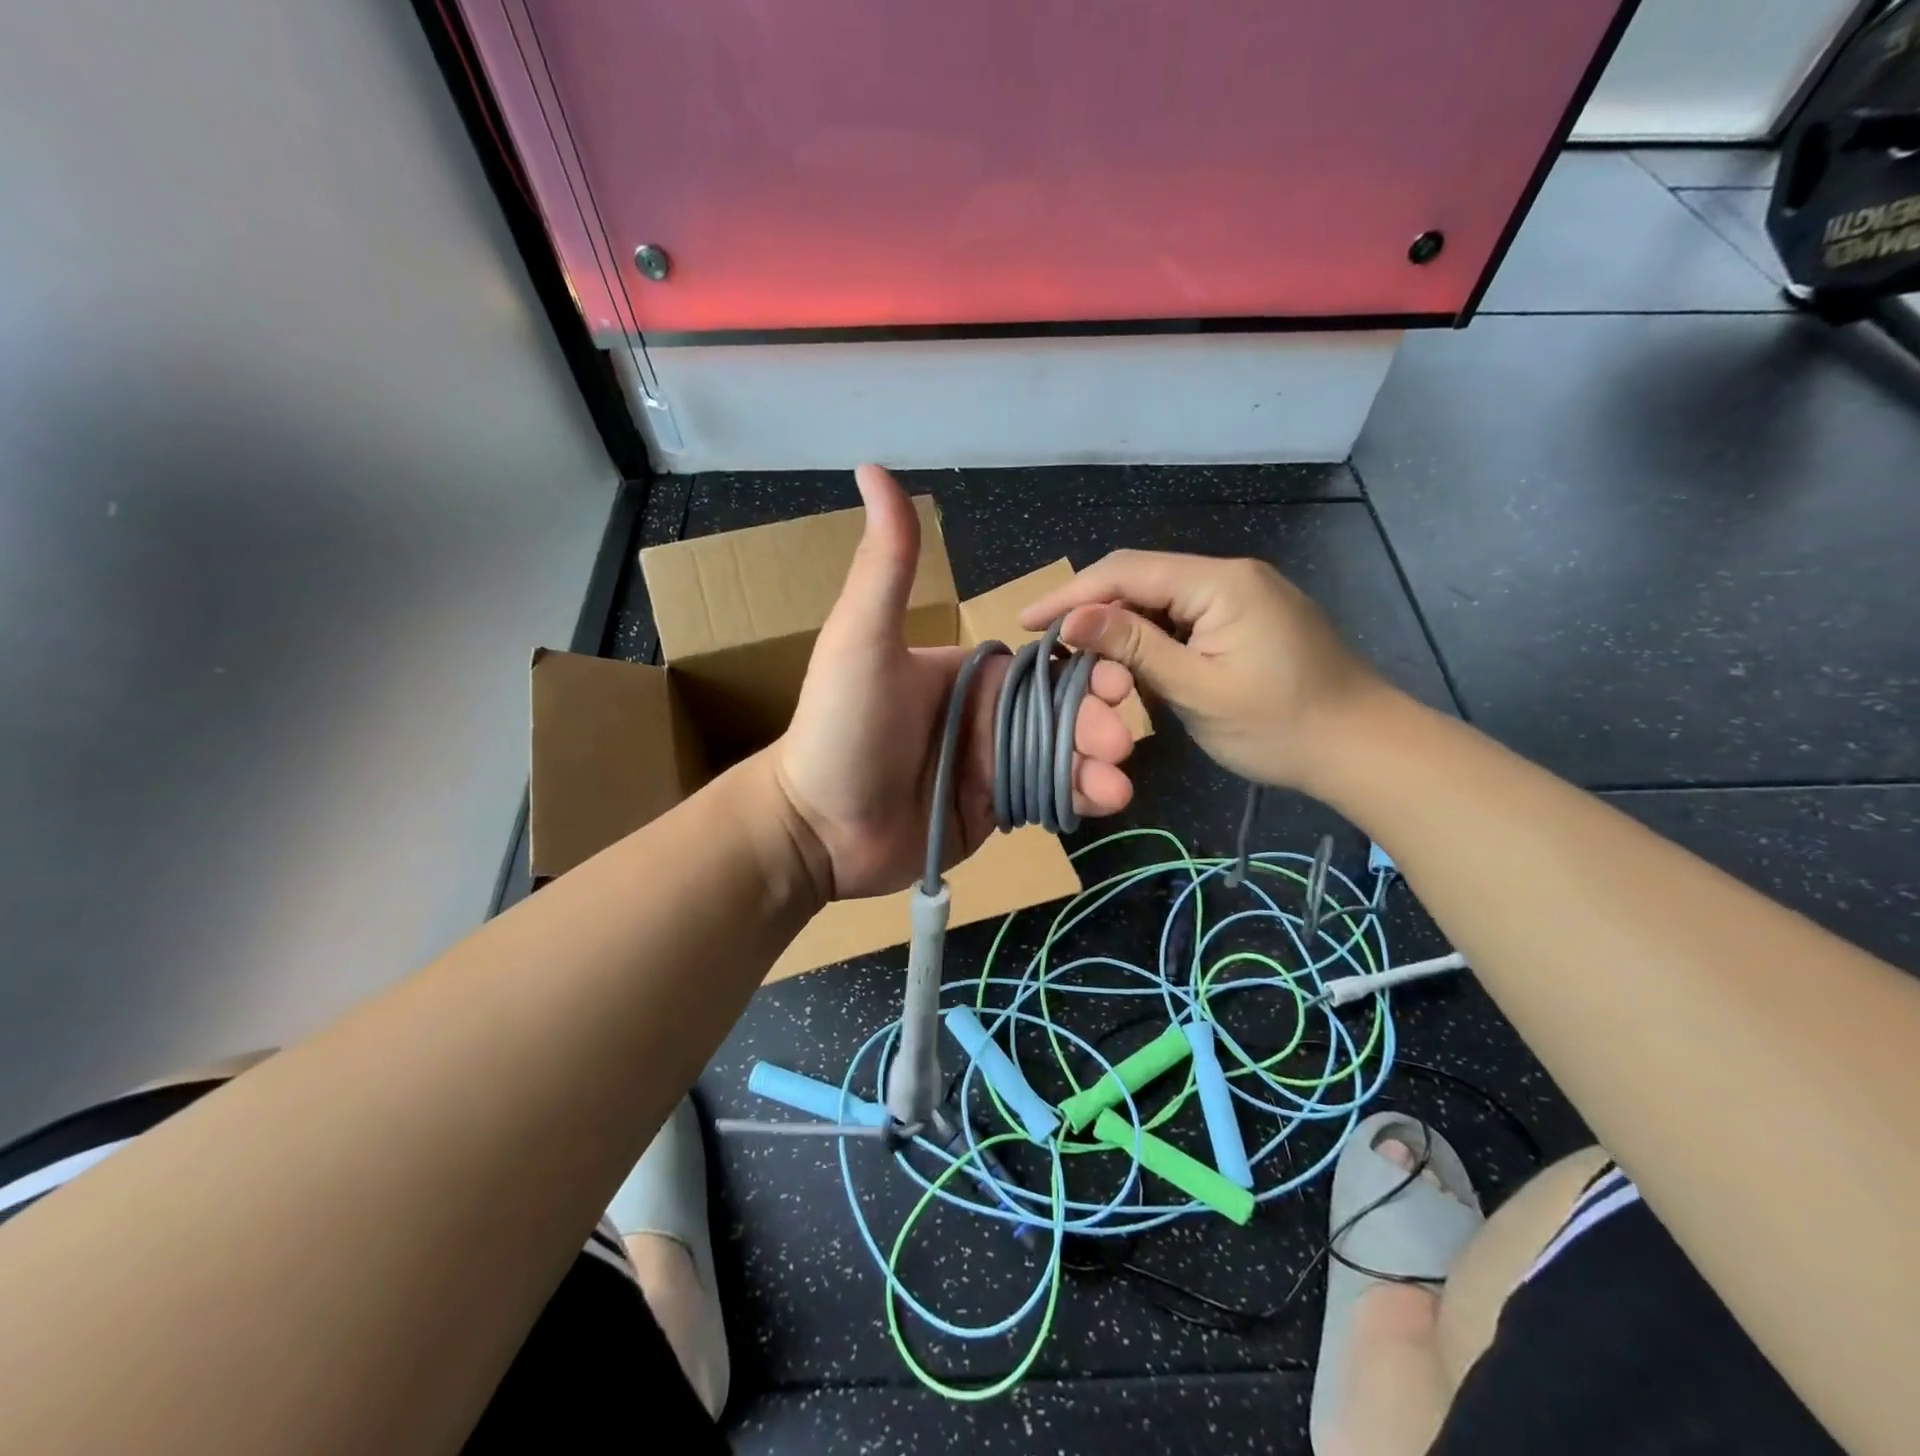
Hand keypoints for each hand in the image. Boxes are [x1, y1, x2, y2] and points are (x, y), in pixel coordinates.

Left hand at [774, 466, 1136, 900]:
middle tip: (1117, 743)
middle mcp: (985, 716)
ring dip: (1095, 766)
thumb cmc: (841, 727)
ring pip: (1061, 757)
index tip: (1116, 680)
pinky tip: (1100, 803)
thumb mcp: (862, 639)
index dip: (1084, 669)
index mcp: (968, 673)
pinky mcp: (992, 811)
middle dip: (1096, 723)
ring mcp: (990, 765)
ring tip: (1116, 785)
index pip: (1042, 665)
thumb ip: (887, 563)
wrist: (816, 828)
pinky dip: (1075, 799)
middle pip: (1061, 713)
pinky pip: (1044, 798)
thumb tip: (872, 466)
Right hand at [1020, 551, 1390, 794]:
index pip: (1126, 572)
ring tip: (1078, 656)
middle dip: (1091, 608)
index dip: (1071, 594)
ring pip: (1159, 599)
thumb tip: (1072, 619)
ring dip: (1118, 625)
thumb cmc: (1280, 726)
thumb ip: (1134, 648)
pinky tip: (1126, 662)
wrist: (1363, 748)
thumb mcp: (1198, 690)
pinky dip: (1148, 638)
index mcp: (1219, 582)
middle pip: (1140, 579)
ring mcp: (1240, 595)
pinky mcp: (1245, 619)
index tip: (1027, 622)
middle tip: (1049, 644)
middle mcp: (1228, 575)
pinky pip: (1182, 617)